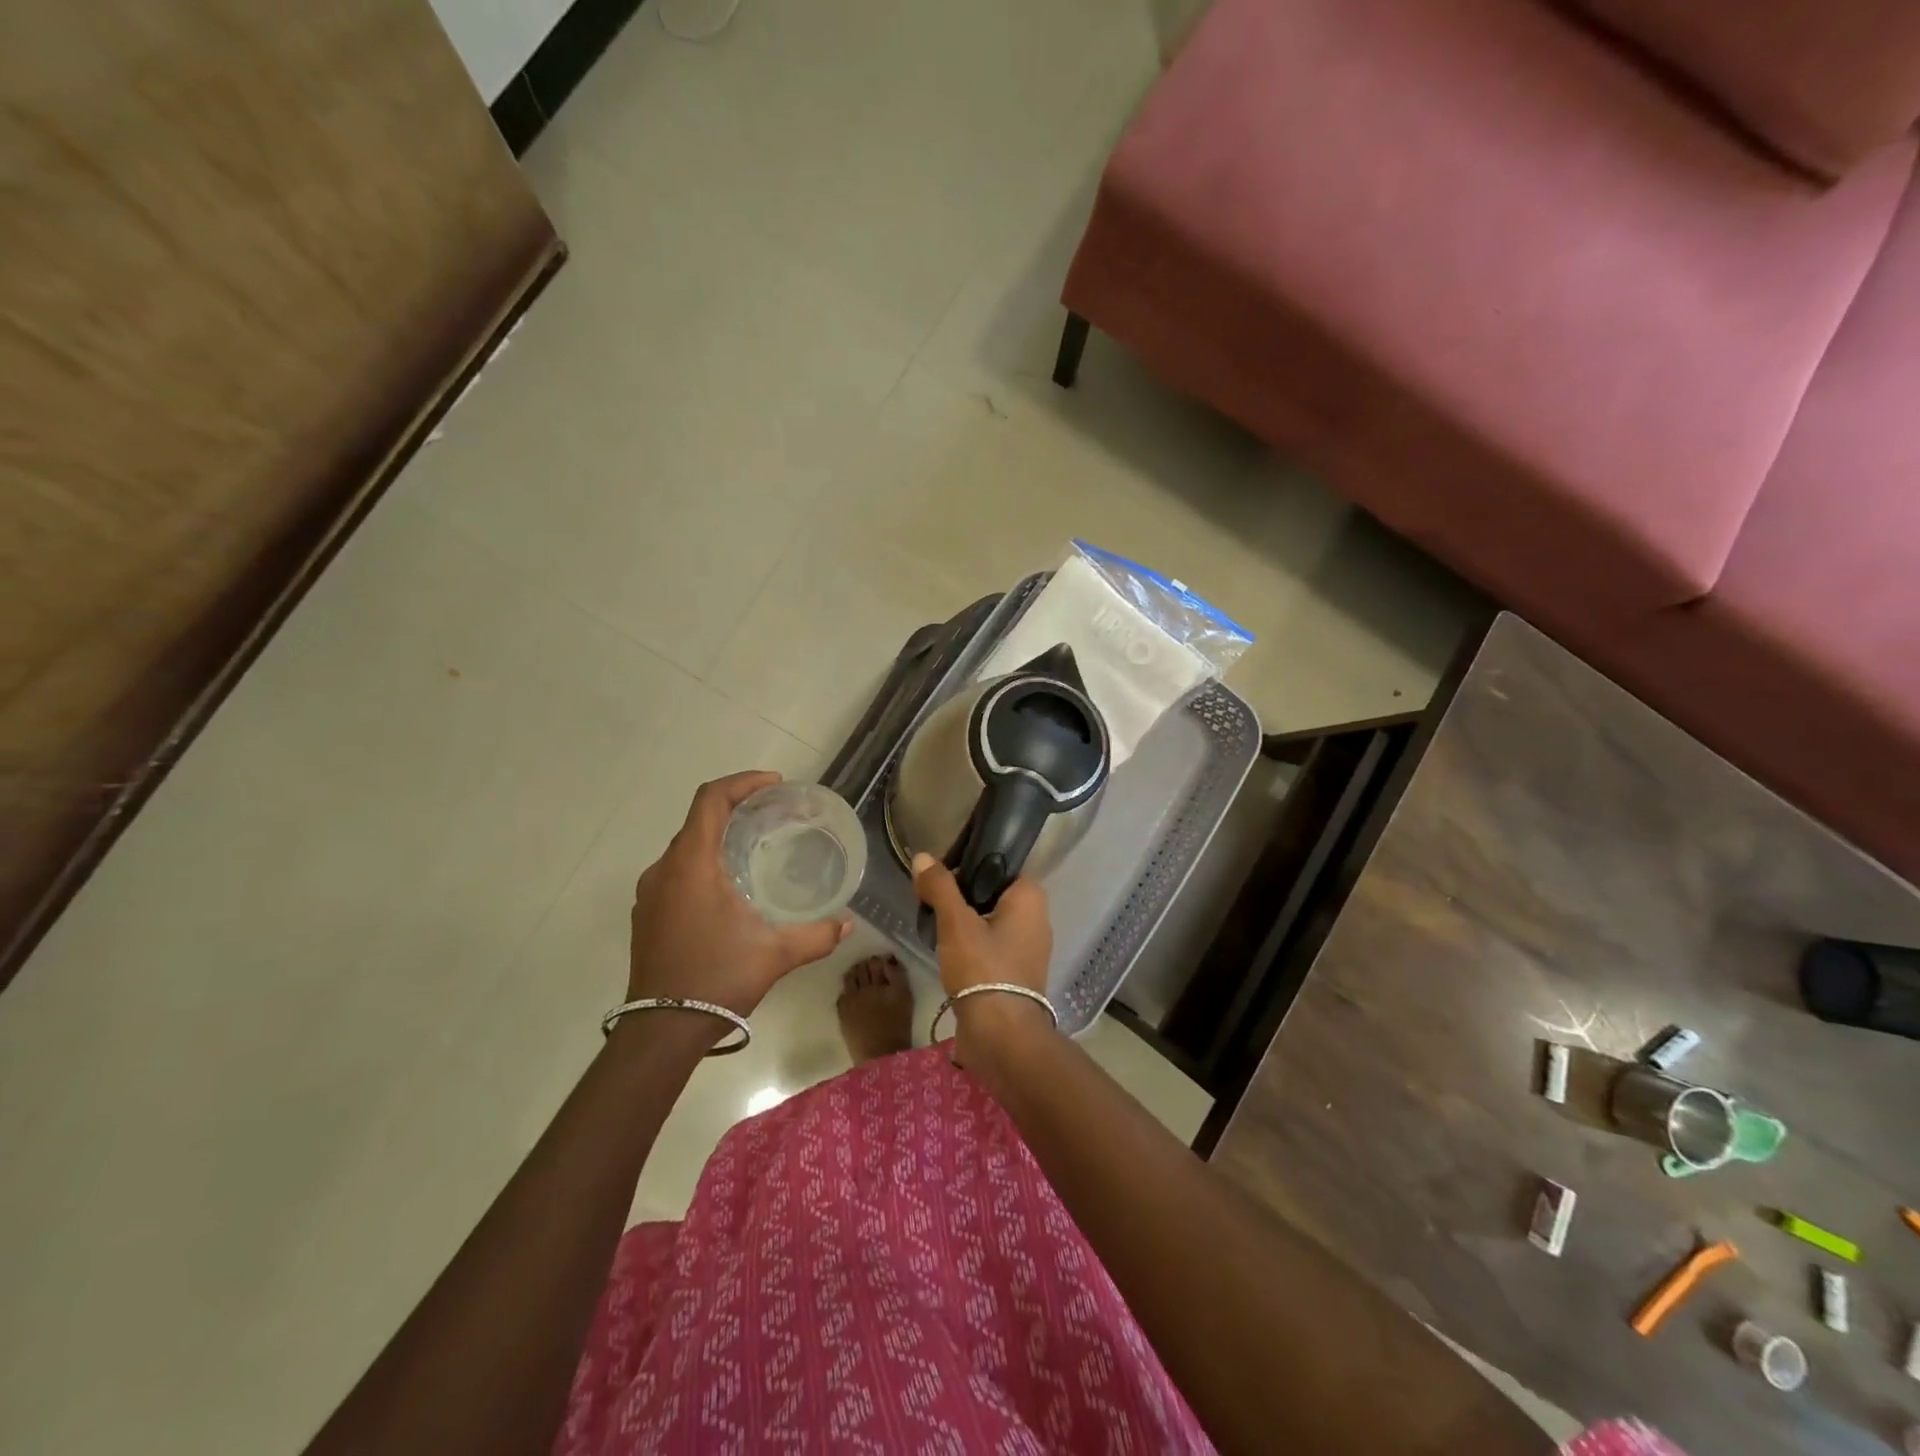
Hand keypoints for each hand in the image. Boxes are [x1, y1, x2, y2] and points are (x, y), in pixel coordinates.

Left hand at [627, 772, 850, 1024]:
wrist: (660, 1031)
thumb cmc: (717, 979)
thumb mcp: (775, 954)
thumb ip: (816, 934)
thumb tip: (848, 924)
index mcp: (692, 864)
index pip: (711, 800)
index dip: (743, 782)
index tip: (775, 785)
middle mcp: (664, 870)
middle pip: (699, 819)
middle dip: (736, 808)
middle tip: (773, 814)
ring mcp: (651, 894)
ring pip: (686, 847)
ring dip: (719, 838)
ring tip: (755, 847)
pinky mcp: (647, 915)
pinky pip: (677, 872)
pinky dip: (704, 863)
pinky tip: (729, 888)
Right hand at [911, 852, 1053, 1053]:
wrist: (1001, 1035)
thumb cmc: (983, 968)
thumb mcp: (956, 923)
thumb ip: (939, 887)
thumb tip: (922, 857)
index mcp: (1030, 897)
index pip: (999, 866)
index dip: (968, 867)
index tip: (940, 877)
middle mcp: (1036, 919)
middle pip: (992, 894)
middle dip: (962, 898)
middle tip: (932, 902)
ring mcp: (1029, 948)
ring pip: (990, 921)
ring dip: (965, 924)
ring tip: (934, 926)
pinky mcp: (1017, 973)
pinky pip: (991, 946)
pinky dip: (972, 946)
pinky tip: (947, 952)